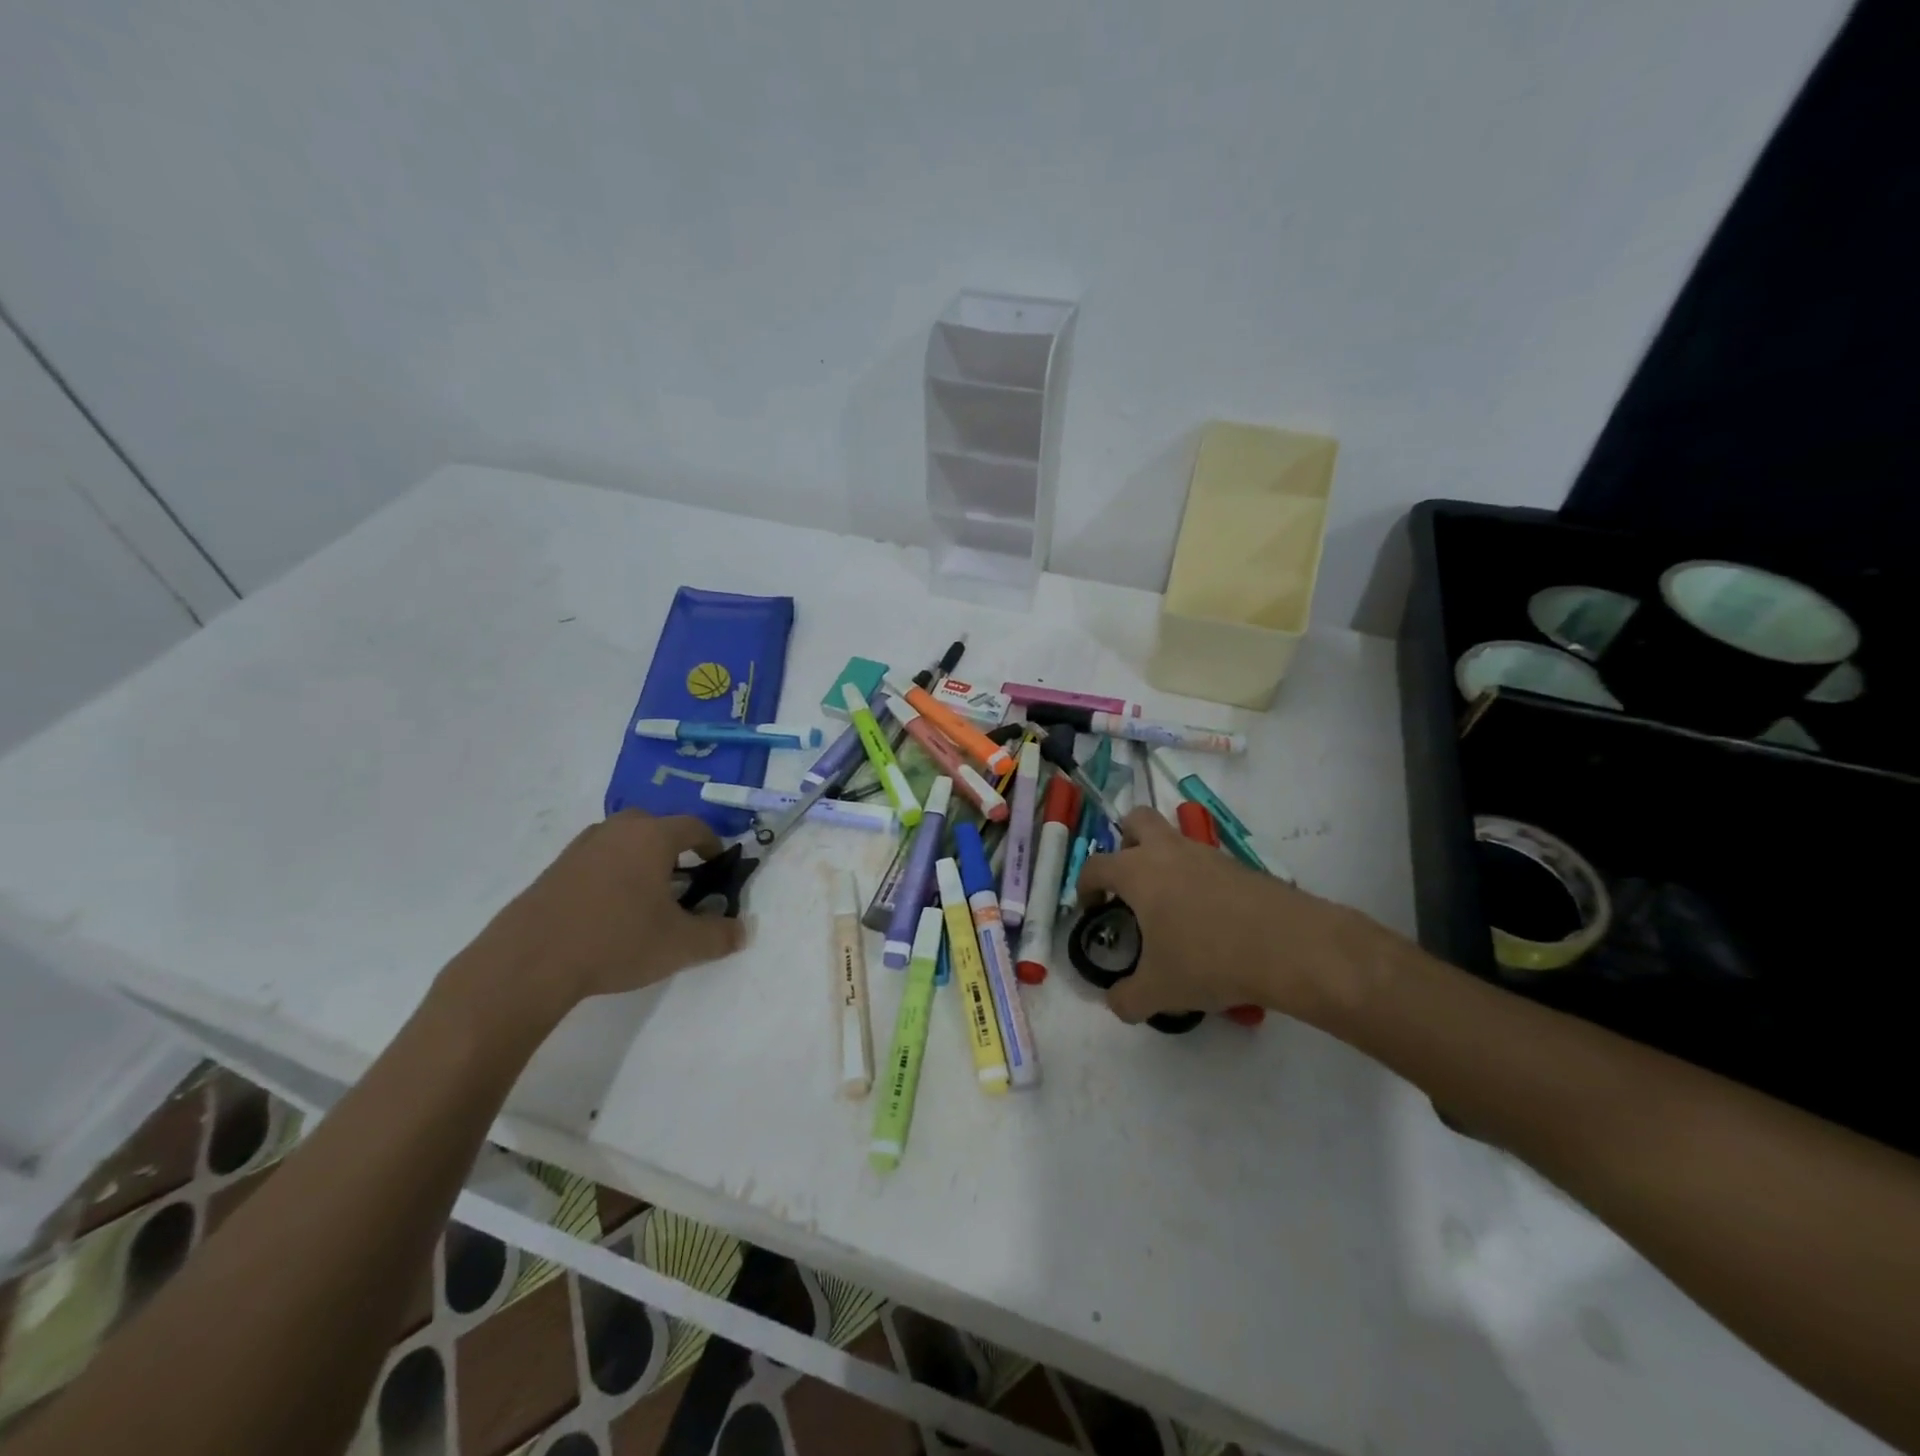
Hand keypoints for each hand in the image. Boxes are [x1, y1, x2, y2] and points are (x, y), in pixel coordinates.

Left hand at [445, 810, 747, 1027]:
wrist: (530, 961)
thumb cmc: (617, 941)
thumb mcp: (681, 945)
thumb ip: (719, 936)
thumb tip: (742, 931)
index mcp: (653, 837)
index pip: (694, 827)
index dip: (712, 844)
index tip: (718, 866)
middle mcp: (618, 830)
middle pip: (655, 826)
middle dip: (674, 847)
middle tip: (683, 879)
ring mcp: (581, 847)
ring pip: (622, 841)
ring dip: (639, 859)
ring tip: (646, 895)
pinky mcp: (554, 869)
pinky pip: (596, 860)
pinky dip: (610, 874)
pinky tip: (609, 909)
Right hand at [1077, 809, 1375, 1025]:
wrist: (1290, 946)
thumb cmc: (1209, 960)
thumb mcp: (1160, 990)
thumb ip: (1127, 998)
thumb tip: (1116, 1002)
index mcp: (1138, 871)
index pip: (1096, 865)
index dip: (1085, 885)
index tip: (1091, 908)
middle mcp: (1168, 851)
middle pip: (1137, 820)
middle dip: (1125, 842)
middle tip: (1128, 880)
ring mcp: (1207, 854)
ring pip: (1175, 837)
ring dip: (1164, 860)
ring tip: (1170, 906)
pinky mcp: (1240, 866)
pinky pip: (1206, 862)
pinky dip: (1198, 880)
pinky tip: (1208, 919)